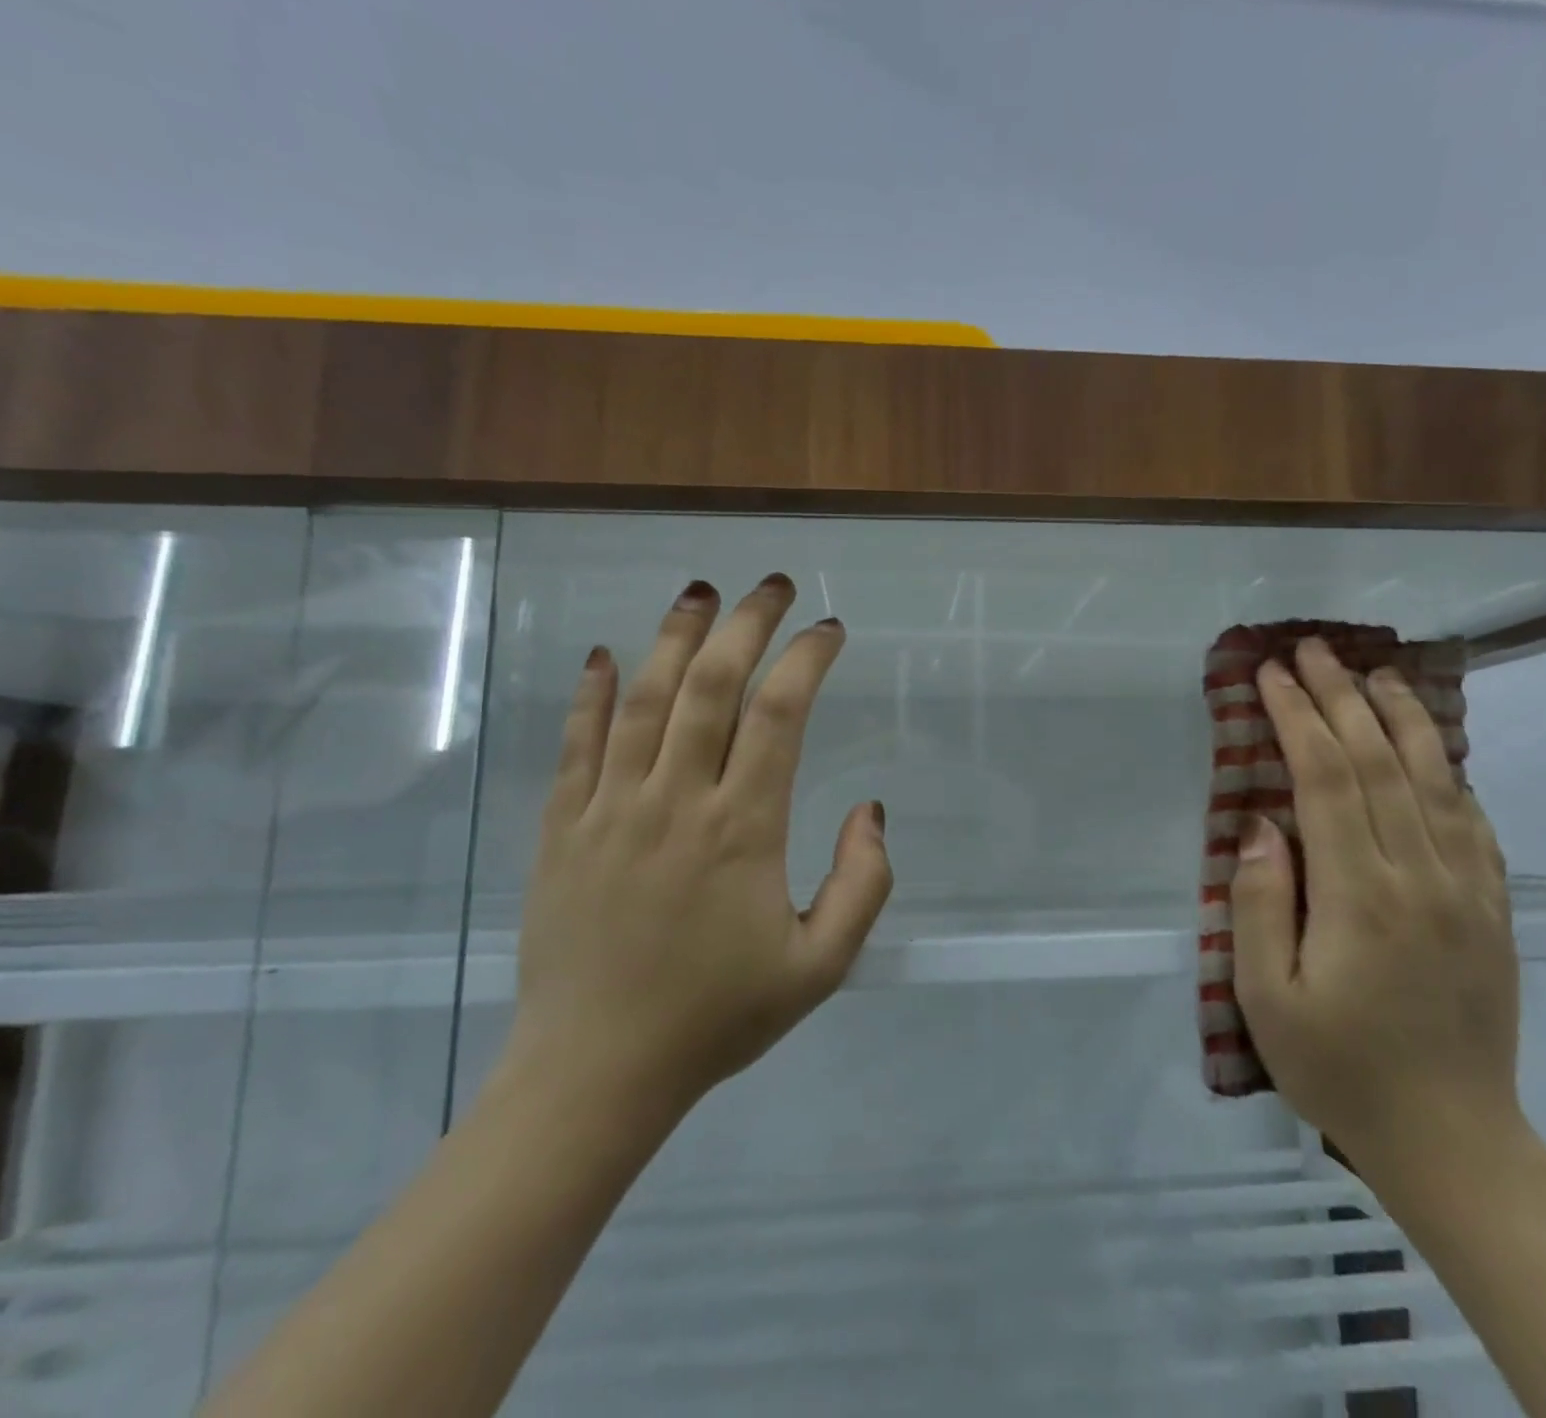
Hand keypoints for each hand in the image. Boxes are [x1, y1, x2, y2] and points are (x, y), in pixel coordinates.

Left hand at [505, 573, 892, 1114]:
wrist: (596, 1072)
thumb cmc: (717, 1017)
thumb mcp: (821, 966)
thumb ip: (863, 885)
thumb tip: (869, 810)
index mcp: (743, 830)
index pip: (779, 715)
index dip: (807, 660)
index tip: (830, 631)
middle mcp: (676, 801)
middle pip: (711, 685)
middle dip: (747, 624)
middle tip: (774, 586)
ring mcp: (611, 808)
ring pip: (644, 699)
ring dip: (675, 636)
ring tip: (700, 592)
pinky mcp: (563, 827)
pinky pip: (577, 743)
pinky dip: (594, 692)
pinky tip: (608, 654)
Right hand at [1230, 637, 1523, 1181]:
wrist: (1450, 1138)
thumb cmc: (1337, 1066)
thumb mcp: (1265, 995)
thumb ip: (1258, 901)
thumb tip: (1260, 824)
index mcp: (1359, 895)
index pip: (1326, 779)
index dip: (1297, 718)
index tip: (1271, 675)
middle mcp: (1421, 876)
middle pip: (1380, 762)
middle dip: (1341, 698)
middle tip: (1312, 650)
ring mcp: (1467, 890)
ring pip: (1434, 779)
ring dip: (1401, 717)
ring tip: (1374, 673)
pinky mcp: (1492, 908)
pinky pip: (1471, 821)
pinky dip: (1446, 771)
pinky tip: (1431, 747)